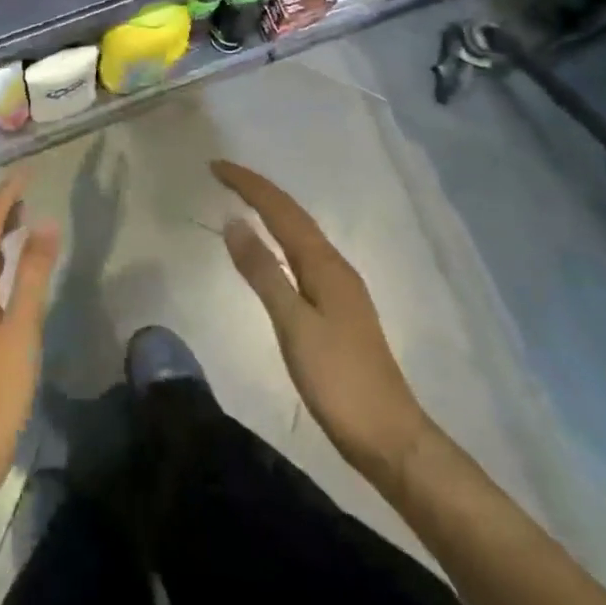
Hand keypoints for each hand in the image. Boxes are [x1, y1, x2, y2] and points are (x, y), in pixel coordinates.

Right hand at [213, 159, 426, 482]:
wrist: (390, 438)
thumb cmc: (338, 380)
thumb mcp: (293, 325)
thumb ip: (263, 272)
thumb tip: (235, 221)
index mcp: (324, 264)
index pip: (281, 210)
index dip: (248, 185)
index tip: (215, 166)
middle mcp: (335, 265)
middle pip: (293, 215)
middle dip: (258, 190)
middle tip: (222, 174)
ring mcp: (341, 287)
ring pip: (301, 233)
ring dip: (272, 210)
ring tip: (243, 199)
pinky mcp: (340, 308)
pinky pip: (304, 254)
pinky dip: (282, 237)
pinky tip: (274, 250)